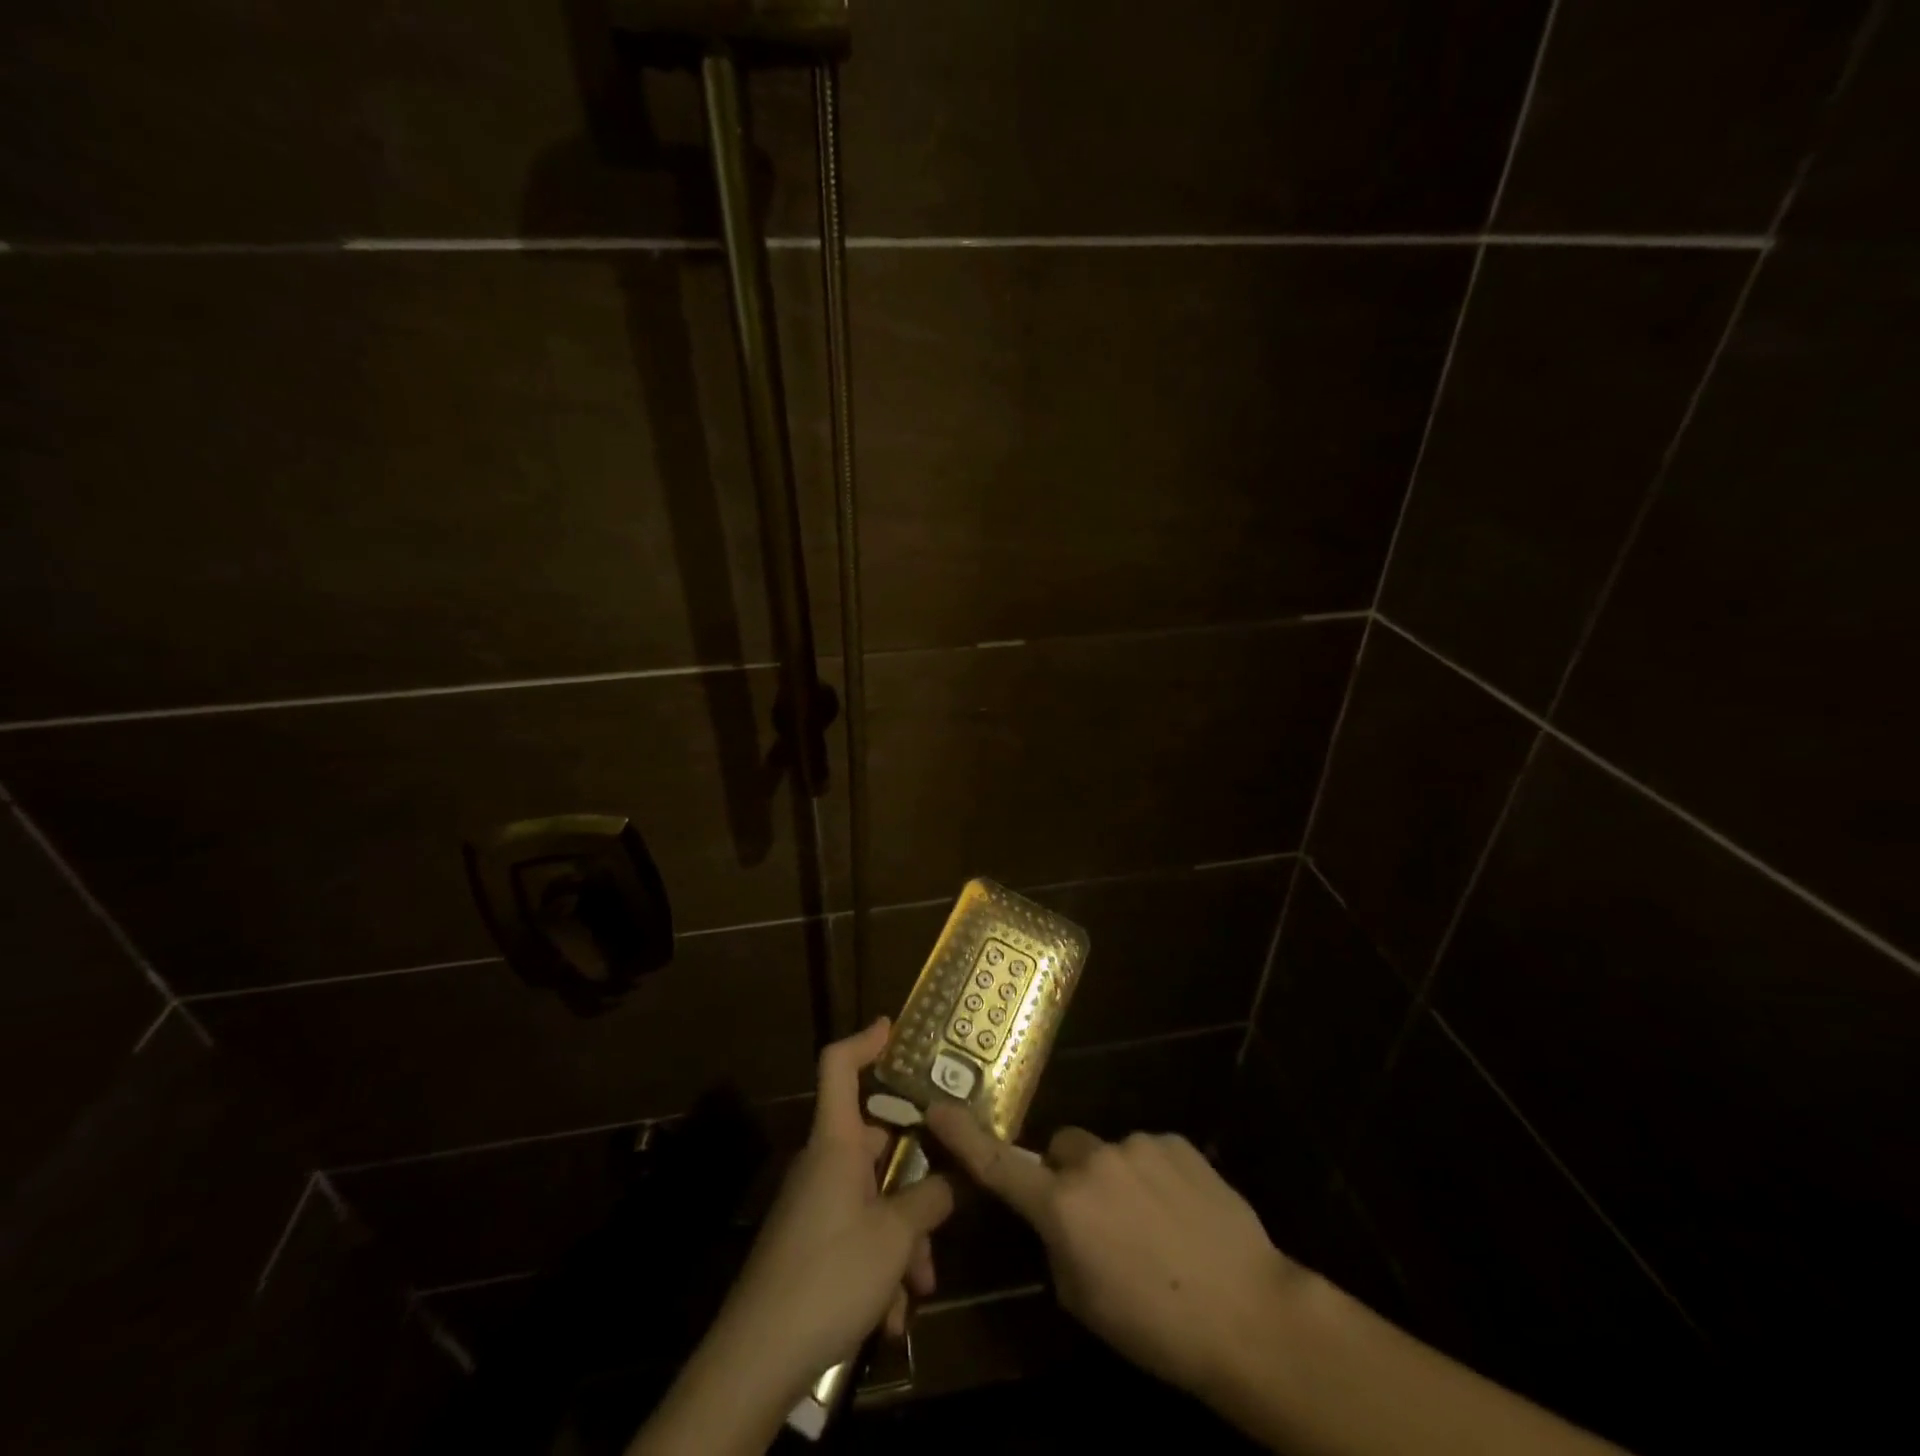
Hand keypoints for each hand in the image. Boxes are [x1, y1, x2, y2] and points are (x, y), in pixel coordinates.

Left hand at [711, 1018, 953, 1391]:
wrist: (757, 1358)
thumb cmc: (830, 1274)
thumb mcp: (896, 1237)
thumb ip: (929, 1201)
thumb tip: (950, 1181)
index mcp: (835, 1143)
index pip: (838, 1067)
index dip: (865, 1040)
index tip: (893, 1028)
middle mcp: (822, 1165)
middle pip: (874, 1145)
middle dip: (914, 1179)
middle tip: (946, 1200)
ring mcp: (813, 1207)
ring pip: (871, 1201)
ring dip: (901, 1239)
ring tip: (919, 1288)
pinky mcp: (808, 1247)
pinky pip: (854, 1238)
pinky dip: (878, 1268)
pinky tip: (890, 1319)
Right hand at [925, 1105, 1300, 1400]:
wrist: (1248, 1313)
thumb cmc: (1156, 1326)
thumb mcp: (1085, 1301)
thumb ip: (1058, 1246)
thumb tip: (1059, 1220)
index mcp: (1062, 1207)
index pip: (1000, 1166)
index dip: (963, 1138)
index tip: (936, 1108)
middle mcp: (1092, 1162)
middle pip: (1063, 1152)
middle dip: (1069, 1177)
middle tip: (1099, 1223)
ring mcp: (1136, 1145)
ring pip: (1109, 1155)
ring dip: (1117, 1182)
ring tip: (1155, 1229)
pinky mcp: (1174, 1141)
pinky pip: (1148, 1153)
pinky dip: (1154, 1177)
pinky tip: (1182, 1215)